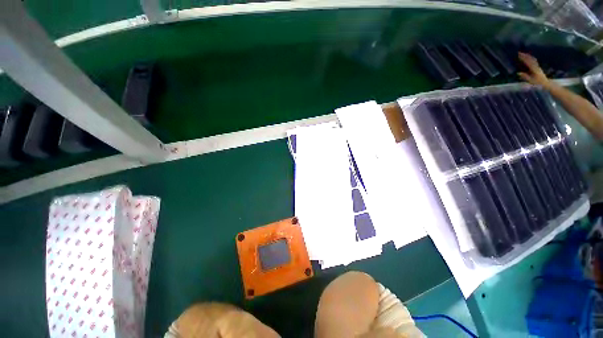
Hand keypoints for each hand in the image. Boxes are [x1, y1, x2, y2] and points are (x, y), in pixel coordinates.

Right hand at [518, 52, 550, 87]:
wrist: (546, 83)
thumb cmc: (538, 83)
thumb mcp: (531, 81)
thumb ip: (525, 77)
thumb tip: (518, 73)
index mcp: (534, 69)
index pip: (528, 62)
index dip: (523, 58)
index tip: (518, 55)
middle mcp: (536, 66)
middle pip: (530, 59)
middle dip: (525, 56)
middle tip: (519, 52)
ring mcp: (537, 66)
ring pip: (532, 59)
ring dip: (528, 56)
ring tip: (523, 54)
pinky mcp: (538, 67)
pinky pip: (534, 61)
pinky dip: (531, 58)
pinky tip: (528, 57)